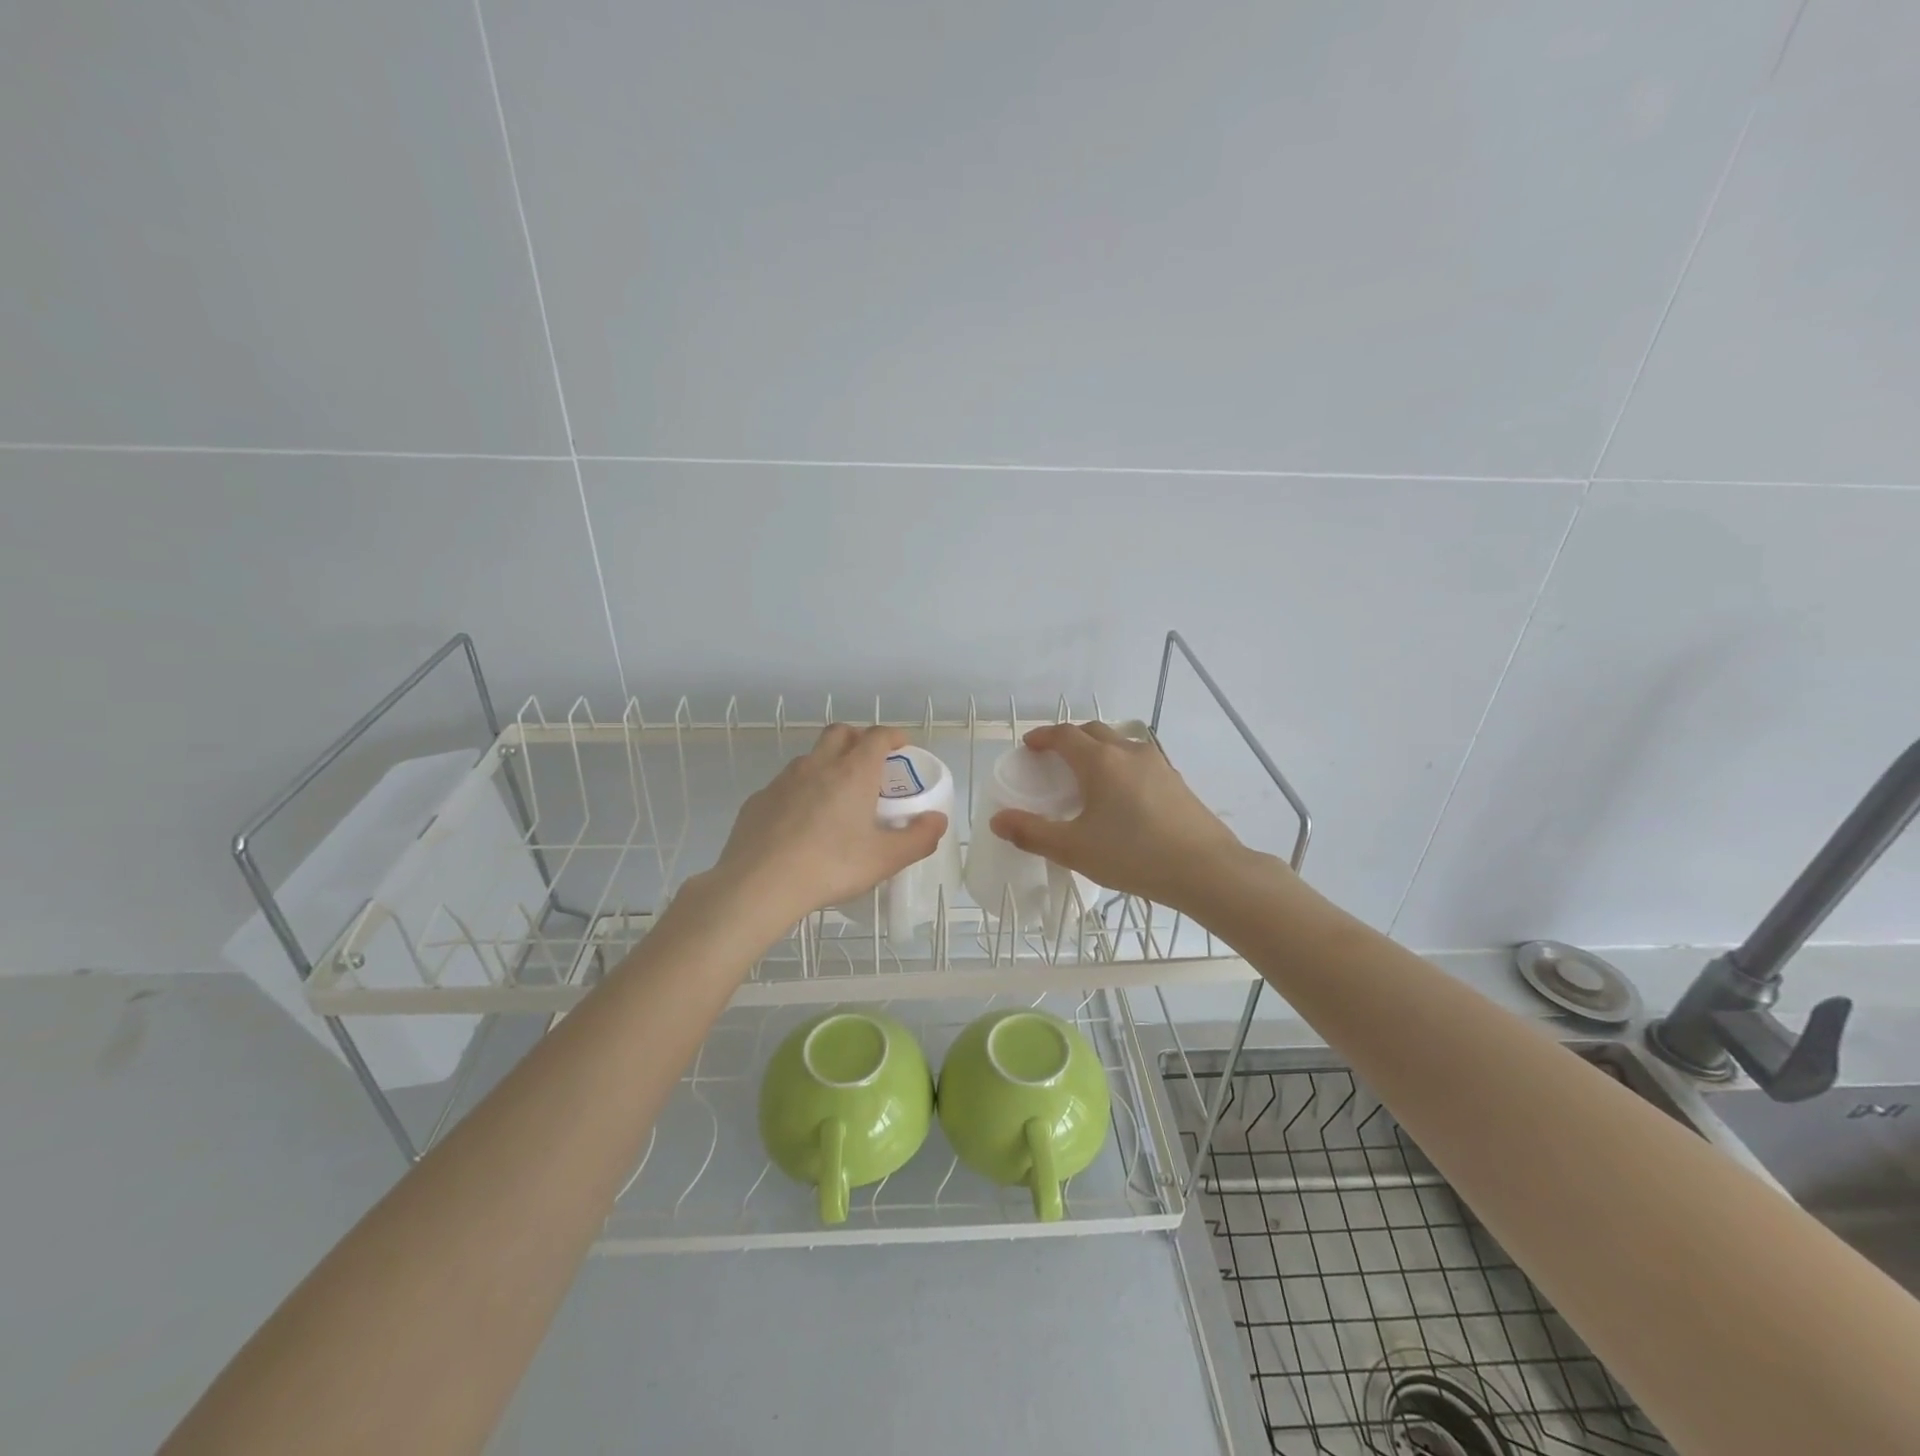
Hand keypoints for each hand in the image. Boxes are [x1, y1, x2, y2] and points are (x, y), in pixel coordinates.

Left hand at [705, 724, 947, 932]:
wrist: (759, 884)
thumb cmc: (831, 866)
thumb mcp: (885, 859)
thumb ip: (918, 838)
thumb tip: (938, 820)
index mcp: (853, 772)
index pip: (878, 736)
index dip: (893, 736)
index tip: (902, 746)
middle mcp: (818, 765)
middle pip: (840, 733)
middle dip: (858, 738)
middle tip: (870, 762)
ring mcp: (783, 780)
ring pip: (810, 758)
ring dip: (827, 763)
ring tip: (837, 795)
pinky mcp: (758, 800)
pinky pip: (785, 785)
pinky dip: (800, 791)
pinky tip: (801, 822)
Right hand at [988, 722, 1250, 912]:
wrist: (1206, 869)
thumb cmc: (1134, 856)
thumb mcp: (1074, 849)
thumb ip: (1032, 833)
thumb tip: (997, 820)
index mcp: (1099, 761)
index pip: (1063, 735)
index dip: (1042, 737)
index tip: (1029, 746)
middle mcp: (1128, 751)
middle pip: (1092, 731)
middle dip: (1069, 739)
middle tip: (1054, 759)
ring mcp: (1157, 764)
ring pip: (1119, 743)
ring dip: (1097, 749)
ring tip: (1086, 776)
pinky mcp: (1175, 781)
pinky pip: (1138, 760)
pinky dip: (1119, 765)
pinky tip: (1121, 796)